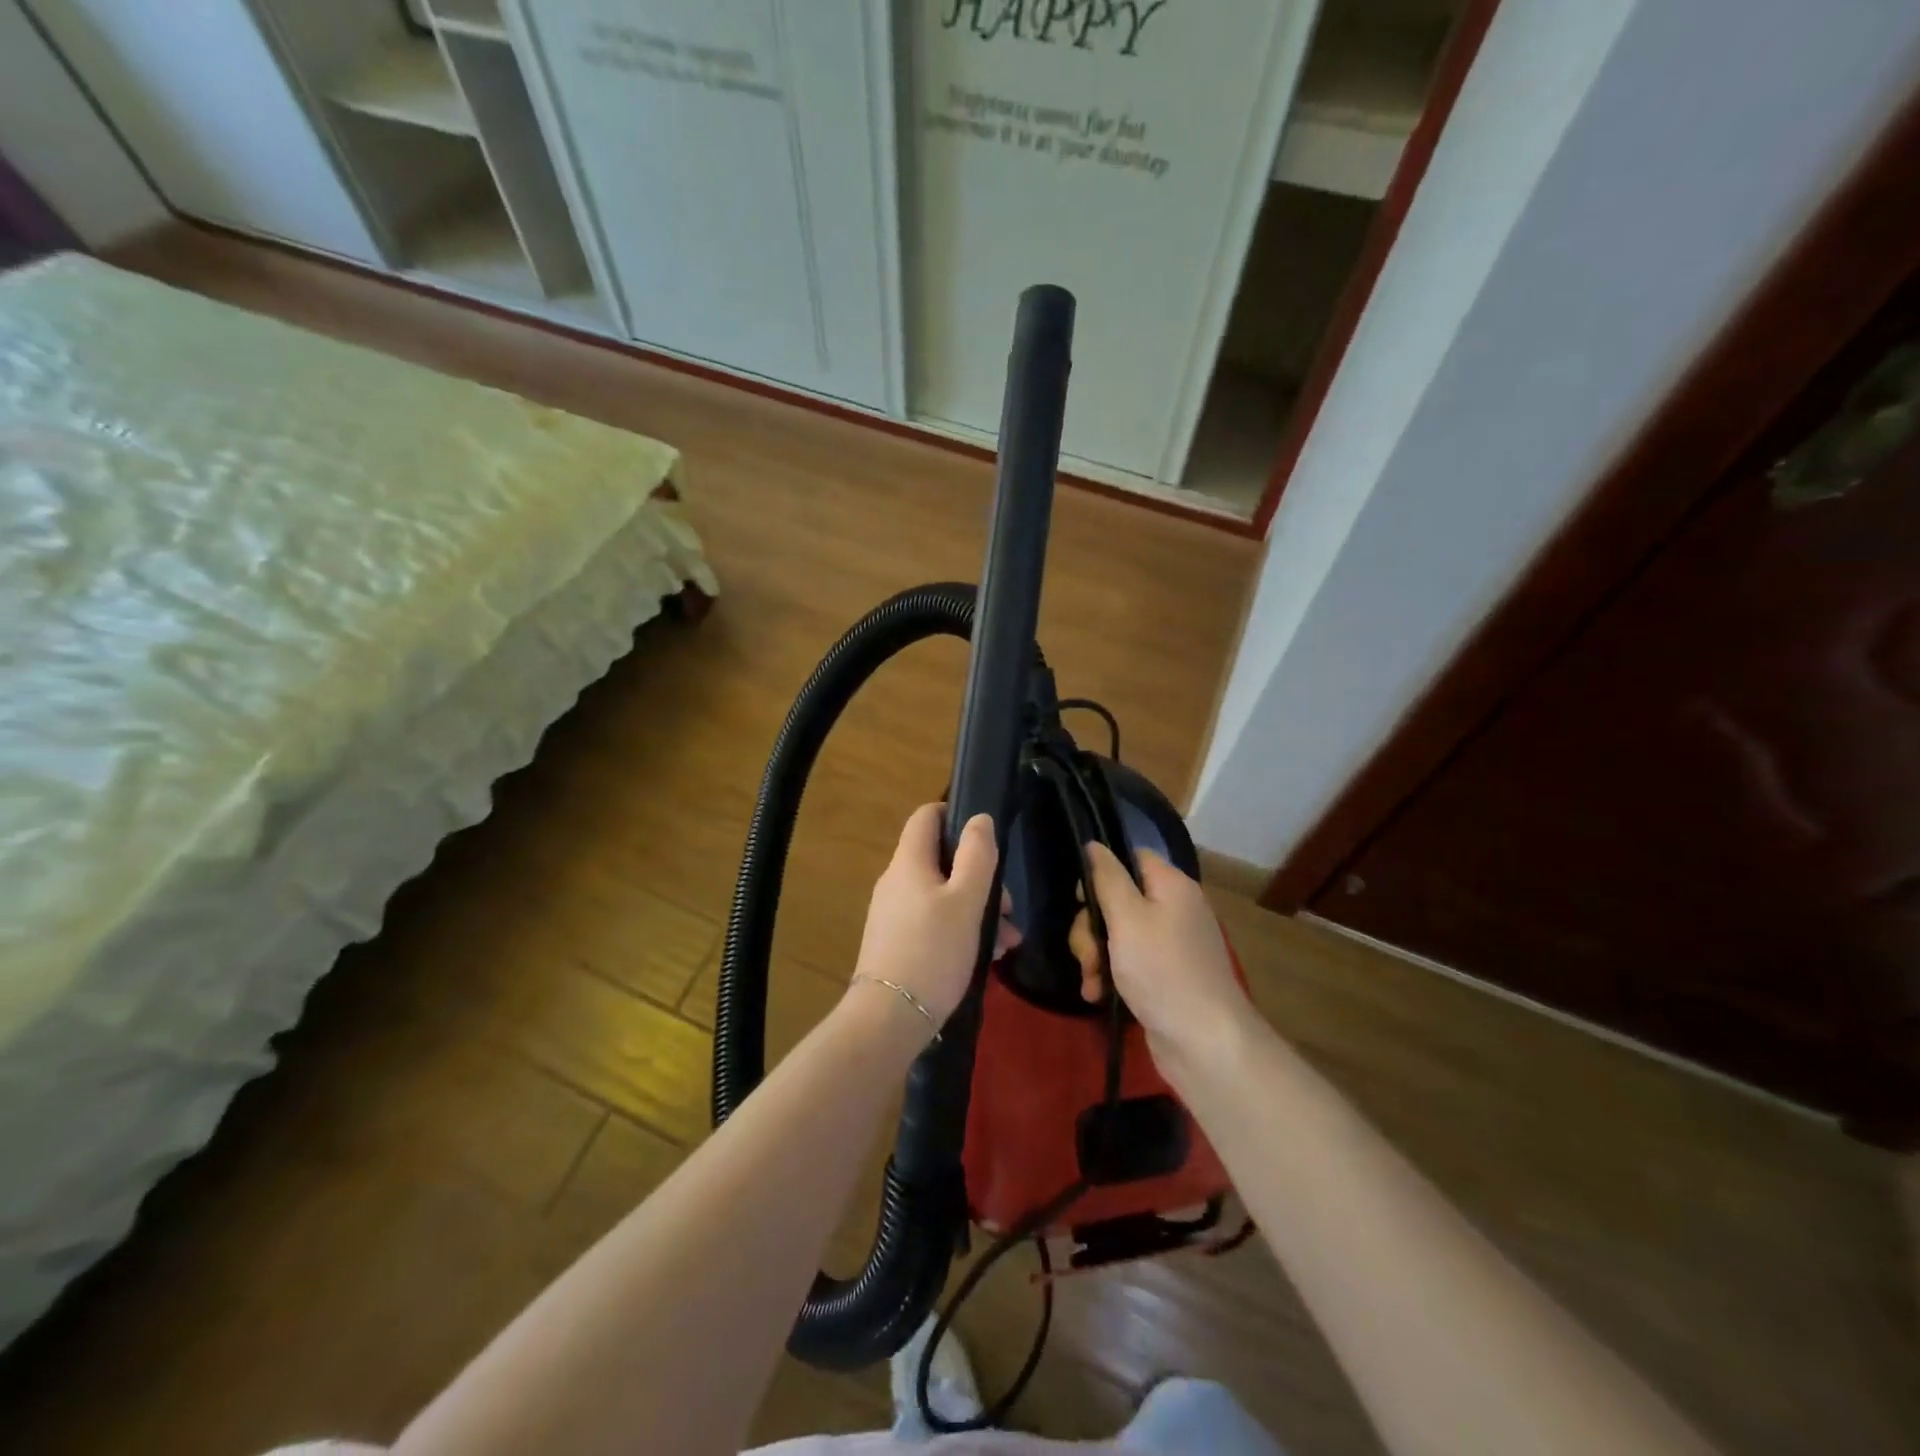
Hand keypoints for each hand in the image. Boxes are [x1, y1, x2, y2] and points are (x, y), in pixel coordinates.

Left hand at [852, 805, 1015, 1026]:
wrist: (890, 1018)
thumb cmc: (934, 950)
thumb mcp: (966, 900)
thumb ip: (977, 855)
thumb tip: (979, 819)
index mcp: (909, 861)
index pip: (926, 816)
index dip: (955, 814)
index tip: (986, 836)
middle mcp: (896, 881)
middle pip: (941, 860)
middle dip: (981, 878)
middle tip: (1009, 907)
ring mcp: (894, 913)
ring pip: (943, 895)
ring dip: (978, 909)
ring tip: (1008, 940)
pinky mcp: (897, 942)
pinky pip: (934, 922)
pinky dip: (961, 929)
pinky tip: (988, 955)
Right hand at [1070, 842, 1249, 1060]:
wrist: (1204, 1043)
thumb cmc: (1162, 970)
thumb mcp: (1127, 918)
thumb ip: (1107, 878)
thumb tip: (1094, 844)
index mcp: (1171, 885)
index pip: (1131, 857)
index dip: (1102, 873)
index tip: (1081, 899)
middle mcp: (1174, 909)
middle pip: (1118, 899)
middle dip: (1092, 927)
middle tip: (1087, 954)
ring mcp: (1170, 945)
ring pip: (1118, 934)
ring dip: (1096, 955)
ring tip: (1092, 981)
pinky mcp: (1165, 976)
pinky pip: (1129, 962)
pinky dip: (1110, 975)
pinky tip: (1098, 994)